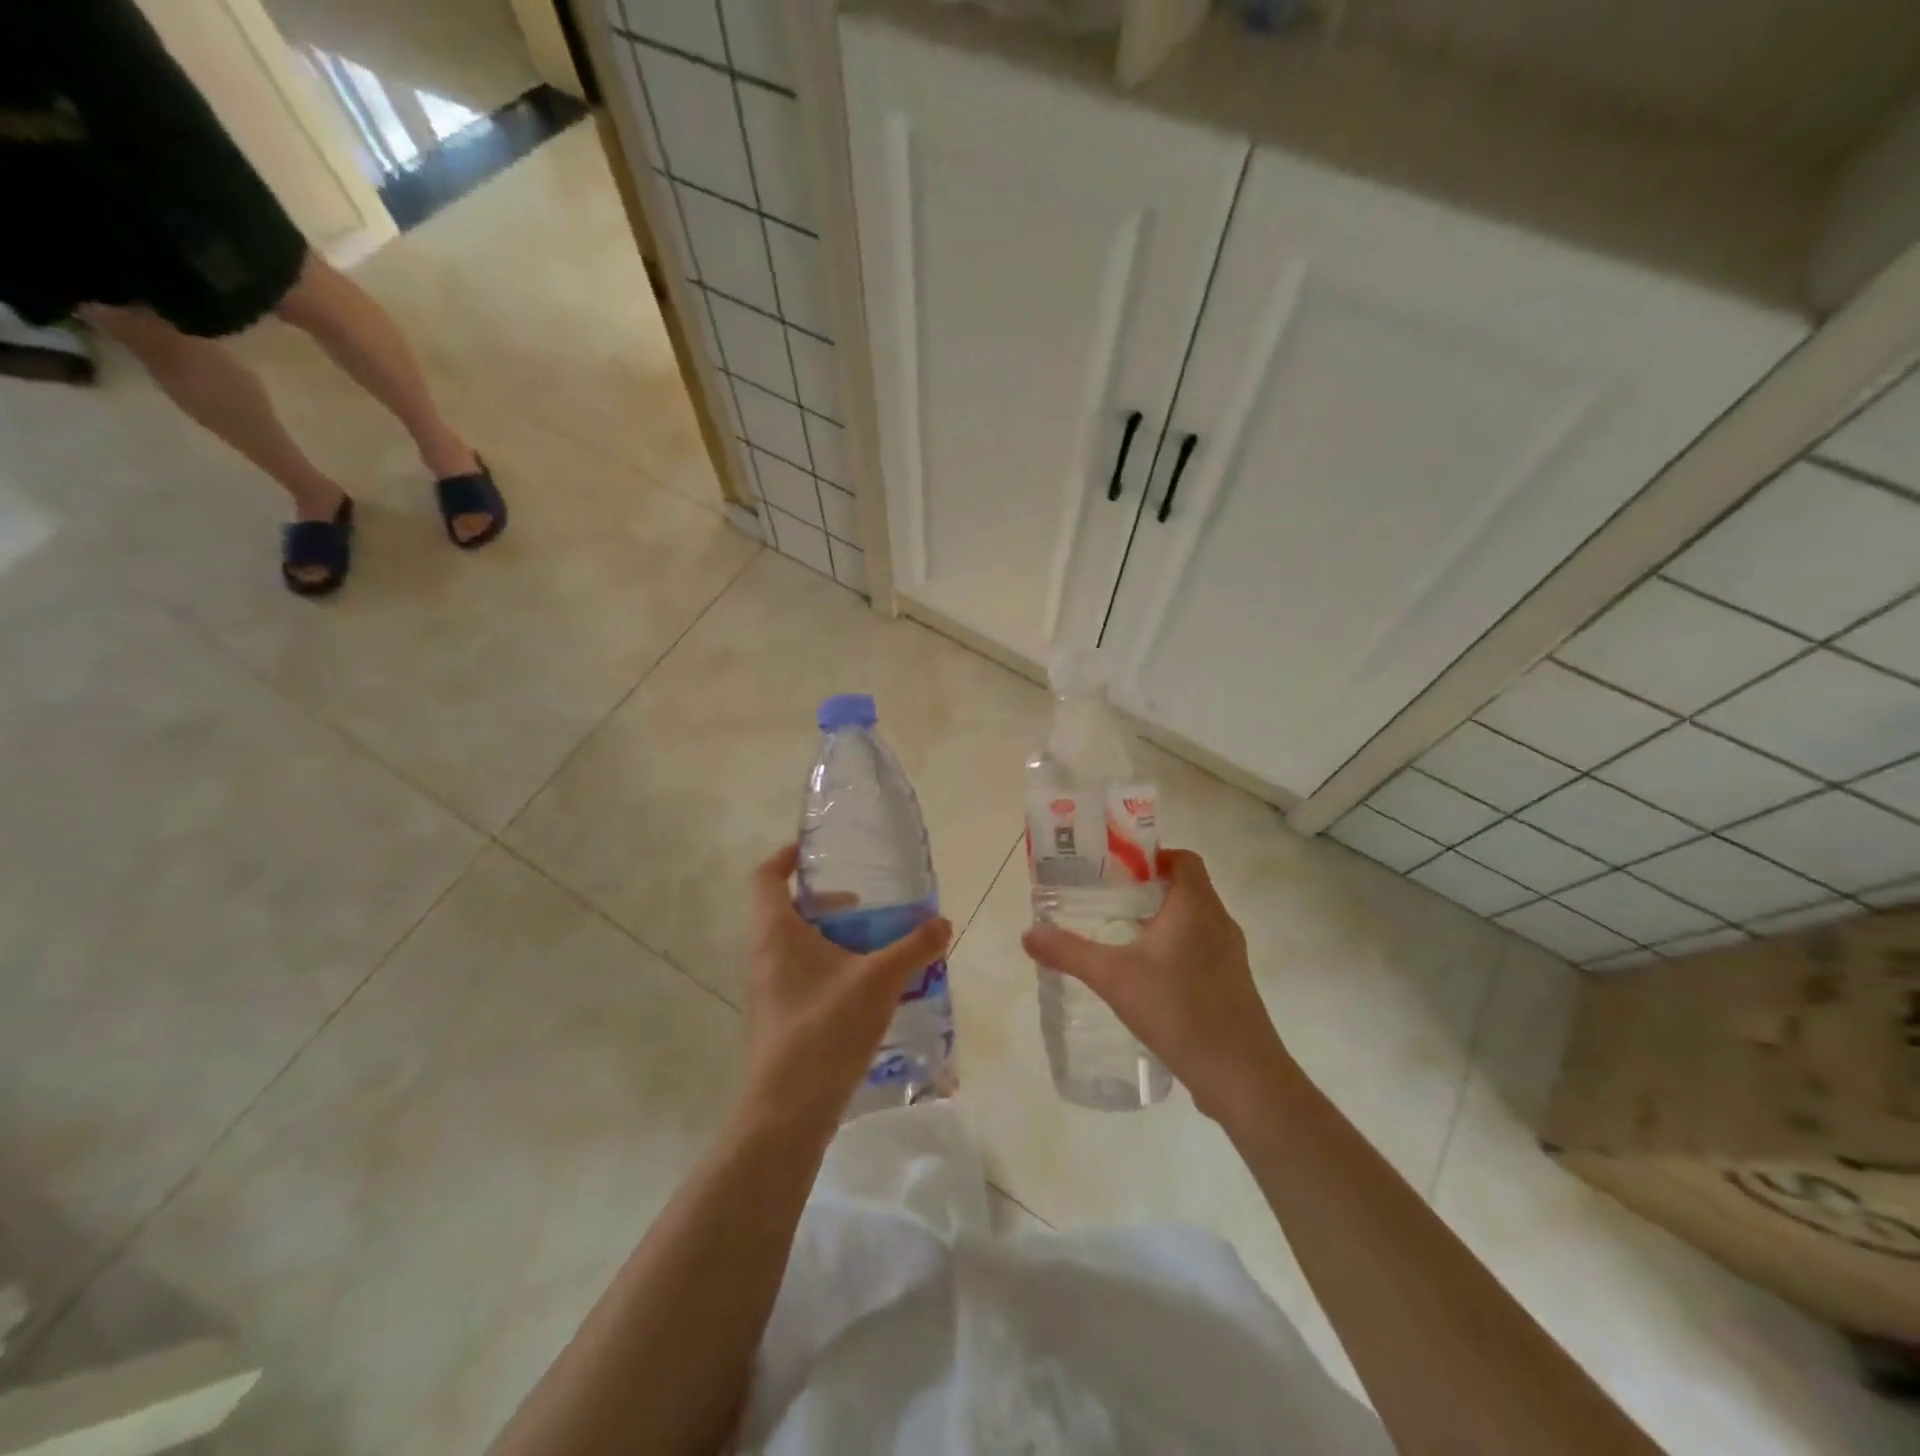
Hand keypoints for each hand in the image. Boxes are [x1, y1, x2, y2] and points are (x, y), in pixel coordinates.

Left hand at [740, 844, 952, 1130]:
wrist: (788, 1110)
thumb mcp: (879, 981)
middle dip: (830, 904)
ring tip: (878, 949)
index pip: (766, 877)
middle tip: (868, 908)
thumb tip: (943, 923)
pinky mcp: (781, 1018)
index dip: (786, 857)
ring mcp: (770, 990)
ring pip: (800, 946)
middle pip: (790, 911)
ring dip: (836, 939)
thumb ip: (914, 948)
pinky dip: (834, 969)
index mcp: (777, 933)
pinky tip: (870, 991)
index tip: (814, 851)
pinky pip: (805, 976)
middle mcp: (766, 956)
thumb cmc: (826, 1029)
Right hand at [1021, 848, 1293, 1120]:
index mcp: (1196, 906)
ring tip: (1122, 935)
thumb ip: (1069, 952)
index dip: (1152, 856)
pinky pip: (1201, 949)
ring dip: (1162, 921)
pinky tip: (1147, 976)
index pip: (1183, 859)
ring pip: (1194, 921)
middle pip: (1186, 887)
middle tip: (1107, 900)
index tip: (1117, 869)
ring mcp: (1231, 955)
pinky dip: (1176, 949)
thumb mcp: (1113, 978)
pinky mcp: (1233, 984)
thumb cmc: (1178, 1010)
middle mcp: (1219, 922)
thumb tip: (1028, 933)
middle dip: (1148, 889)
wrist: (1241, 1076)